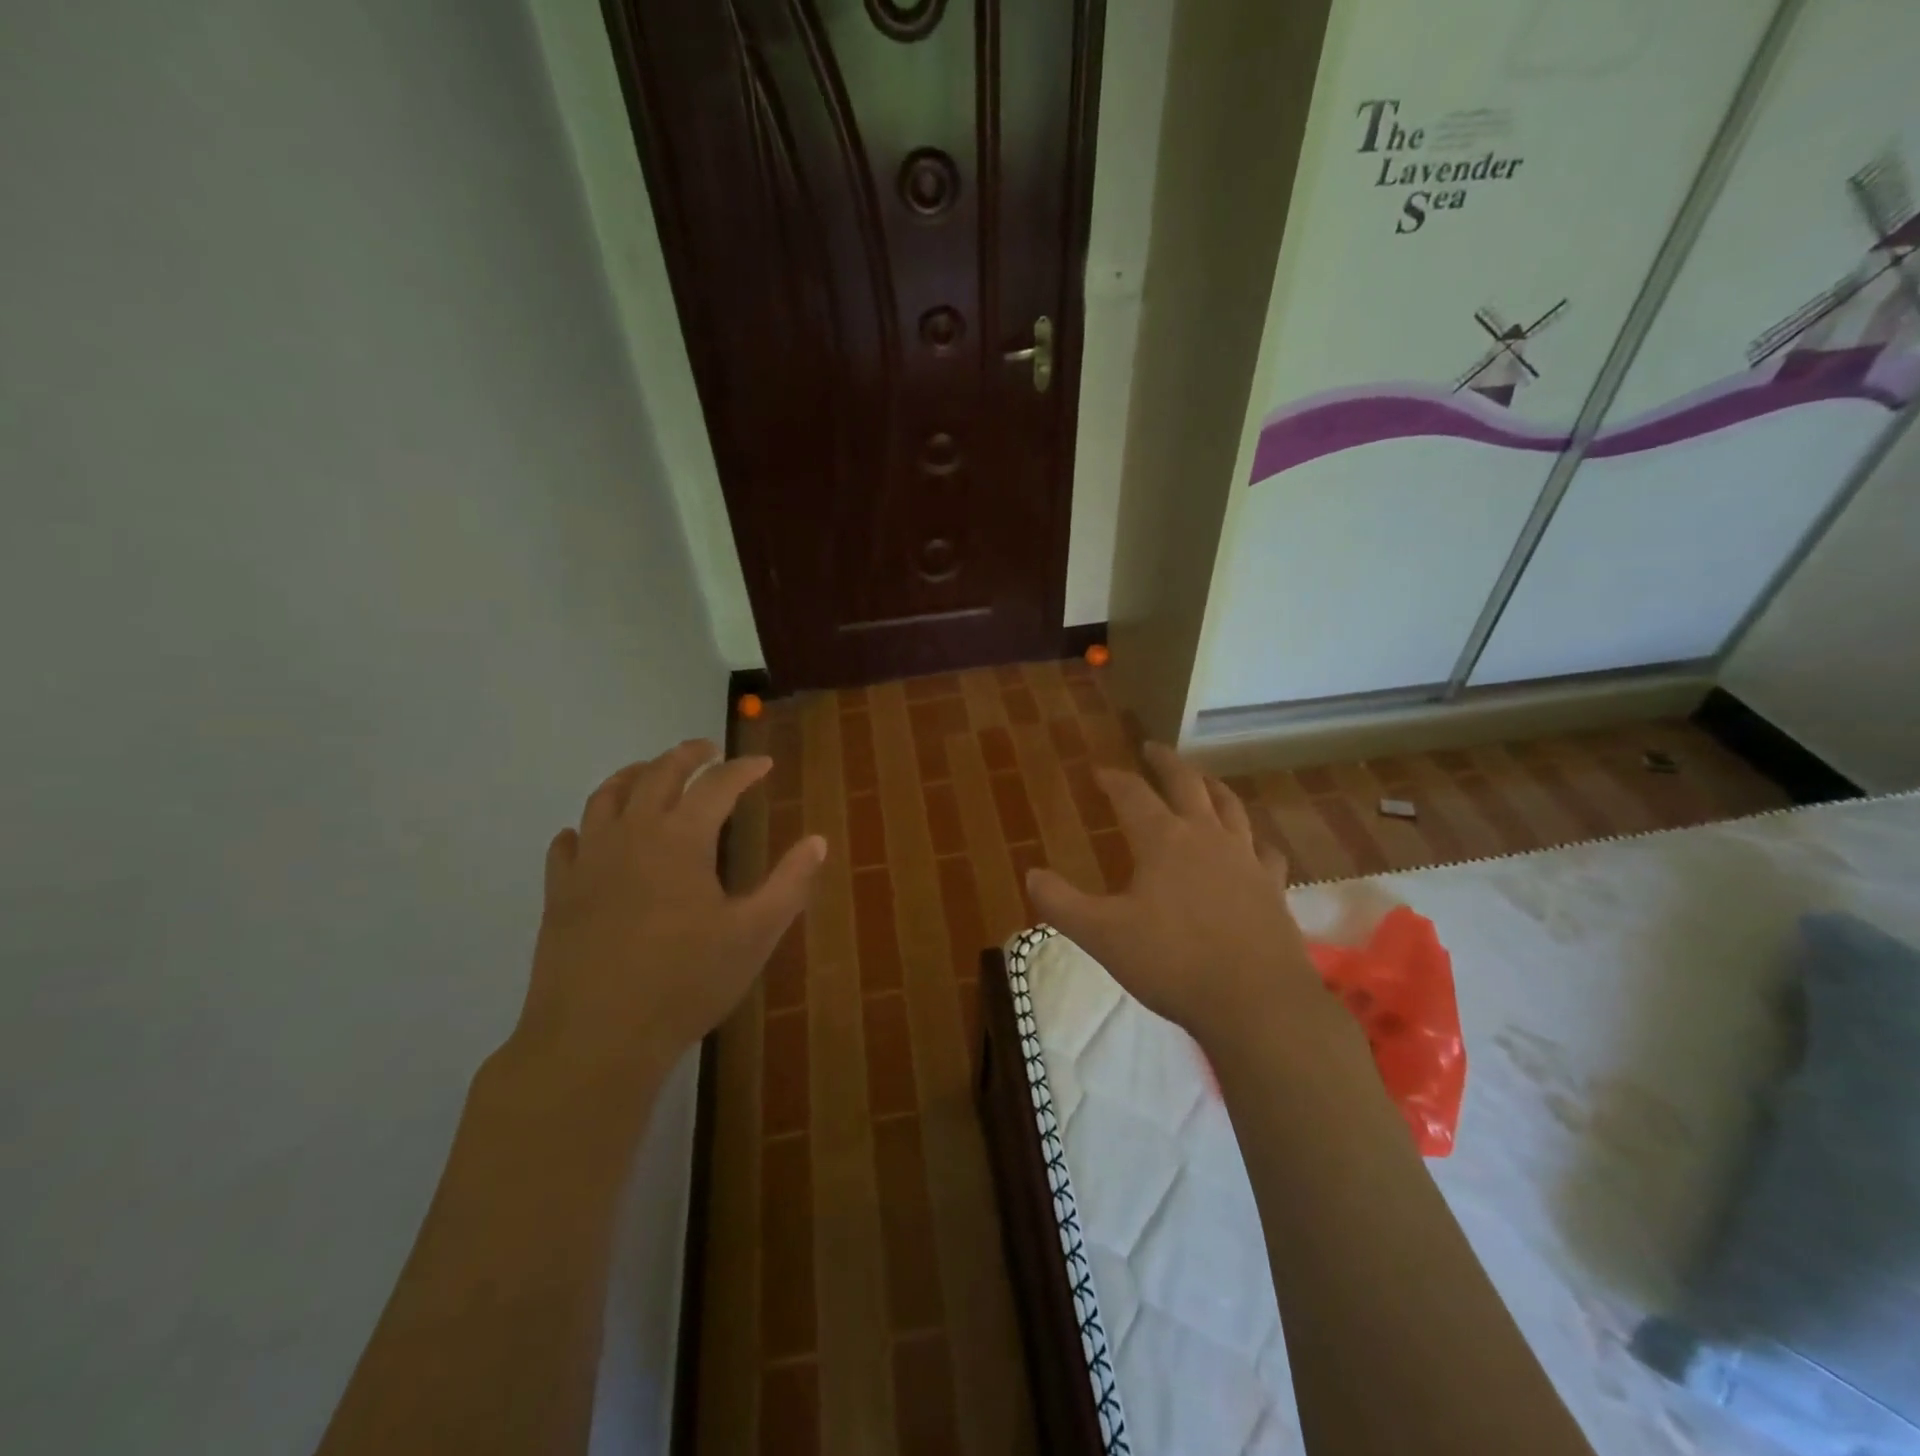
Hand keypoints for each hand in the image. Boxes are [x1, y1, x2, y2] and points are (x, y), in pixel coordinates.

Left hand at [505, 740, 825, 1105]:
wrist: (596, 1038)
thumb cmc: (686, 982)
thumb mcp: (754, 934)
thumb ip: (790, 883)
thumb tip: (817, 841)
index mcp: (681, 839)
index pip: (717, 785)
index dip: (743, 769)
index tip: (763, 764)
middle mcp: (632, 835)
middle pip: (657, 774)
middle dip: (686, 755)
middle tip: (707, 749)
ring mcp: (589, 862)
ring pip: (606, 797)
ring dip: (633, 775)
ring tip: (649, 772)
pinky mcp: (559, 893)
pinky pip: (568, 843)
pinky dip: (586, 827)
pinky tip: (590, 835)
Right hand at [1025, 744, 1332, 1053]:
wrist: (1256, 1002)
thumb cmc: (1173, 962)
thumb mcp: (1102, 935)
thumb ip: (1061, 903)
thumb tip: (1031, 874)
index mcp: (1163, 840)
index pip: (1132, 794)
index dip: (1113, 778)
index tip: (1099, 771)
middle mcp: (1207, 837)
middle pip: (1187, 783)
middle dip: (1167, 762)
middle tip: (1153, 748)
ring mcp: (1246, 859)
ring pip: (1230, 807)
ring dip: (1212, 786)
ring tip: (1203, 780)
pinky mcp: (1272, 886)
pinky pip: (1264, 849)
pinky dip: (1252, 839)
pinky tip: (1251, 846)